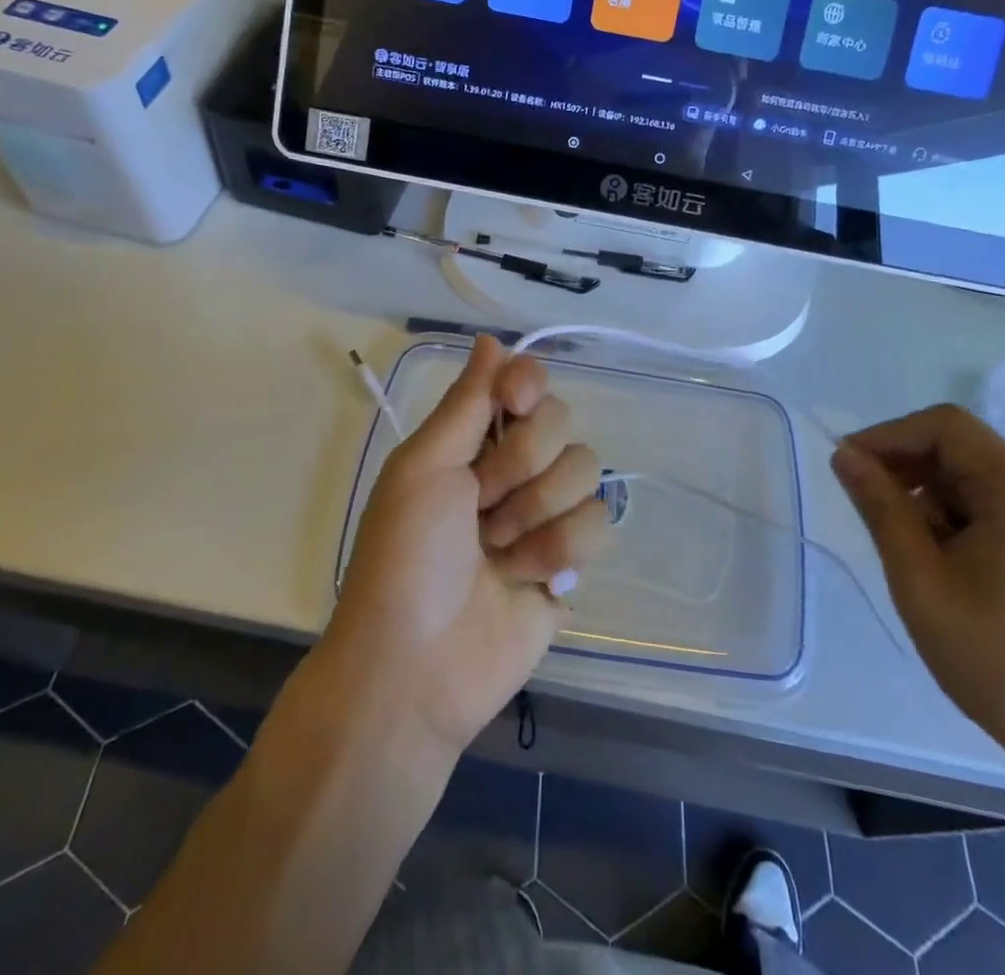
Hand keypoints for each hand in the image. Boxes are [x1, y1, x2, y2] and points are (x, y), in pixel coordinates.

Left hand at [327, 336, 610, 759]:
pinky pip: (598, 522)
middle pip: (561, 422)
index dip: (528, 385)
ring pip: (585, 470)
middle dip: (519, 466)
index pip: (526, 382)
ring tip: (497, 552)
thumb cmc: (406, 556)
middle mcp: (514, 468)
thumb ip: (466, 401)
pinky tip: (525, 579)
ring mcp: (545, 513)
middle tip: (480, 505)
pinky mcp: (571, 559)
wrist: (416, 665)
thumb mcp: (423, 467)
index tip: (513, 405)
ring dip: (536, 514)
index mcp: (474, 440)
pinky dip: (558, 551)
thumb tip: (490, 338)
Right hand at [831, 404, 1004, 771]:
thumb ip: (881, 508)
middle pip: (959, 447)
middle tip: (865, 506)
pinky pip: (991, 502)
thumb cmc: (996, 659)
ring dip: (926, 495)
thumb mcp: (920, 580)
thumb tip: (844, 455)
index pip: (945, 426)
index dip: (889, 435)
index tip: (848, 466)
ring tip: (904, 545)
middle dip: (905, 467)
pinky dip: (953, 515)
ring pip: (971, 476)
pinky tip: (937, 557)